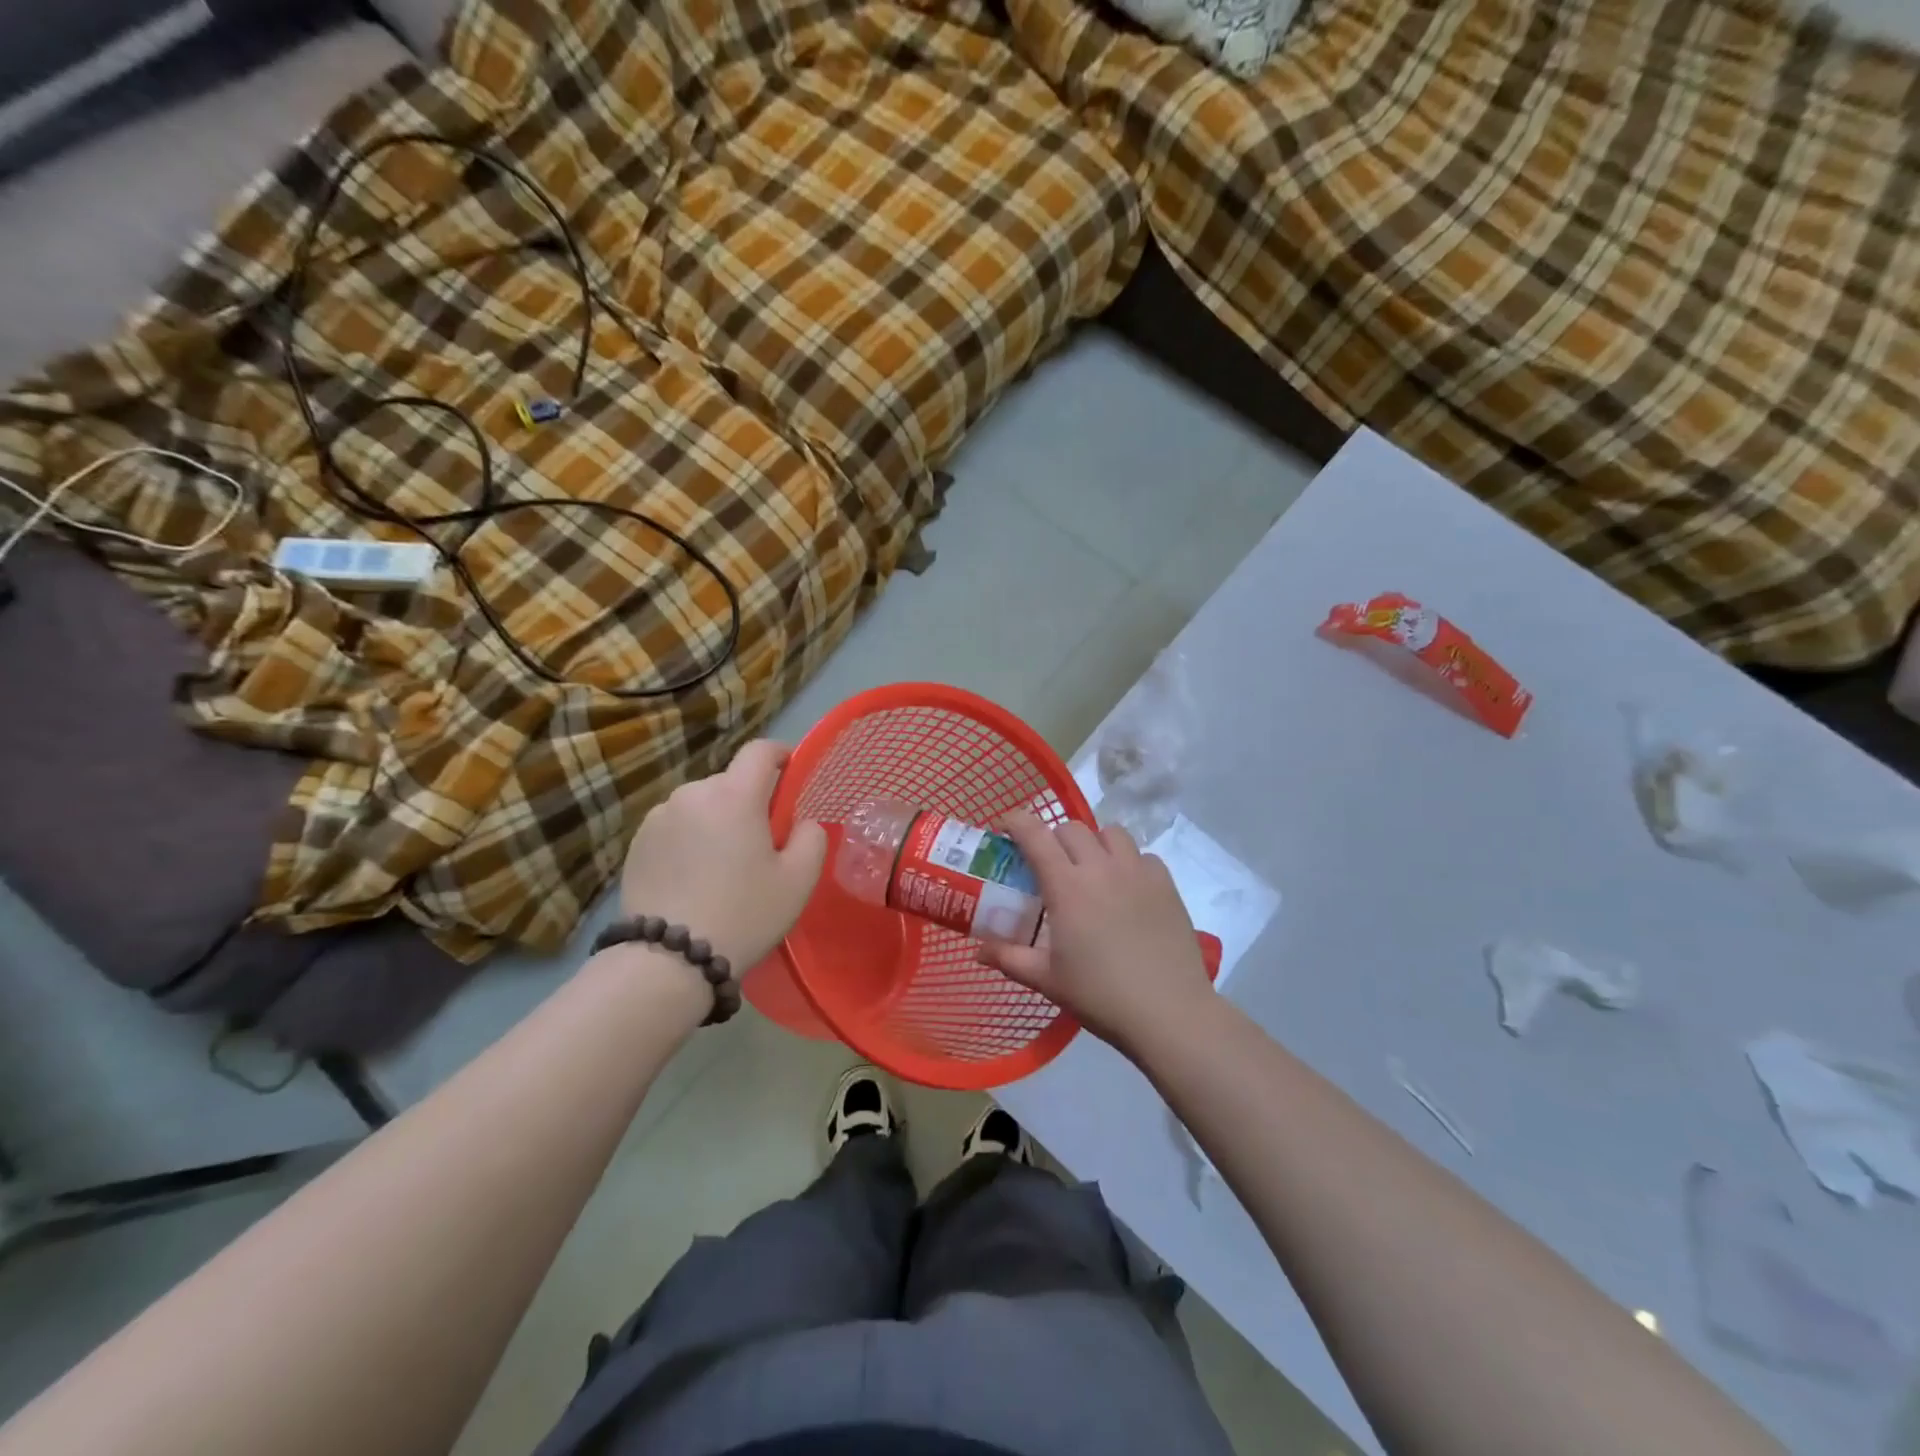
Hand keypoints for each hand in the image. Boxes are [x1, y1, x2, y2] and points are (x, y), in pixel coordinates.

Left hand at [618, 740, 826, 971]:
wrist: (667, 960)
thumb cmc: (744, 914)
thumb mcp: (798, 880)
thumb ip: (811, 838)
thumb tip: (802, 823)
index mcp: (734, 795)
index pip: (760, 751)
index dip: (781, 754)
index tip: (791, 773)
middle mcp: (693, 793)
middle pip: (730, 782)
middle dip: (750, 800)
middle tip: (763, 841)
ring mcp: (659, 817)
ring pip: (701, 805)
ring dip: (717, 820)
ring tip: (723, 864)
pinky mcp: (637, 842)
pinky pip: (676, 826)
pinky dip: (690, 839)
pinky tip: (694, 877)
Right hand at [977, 812, 1213, 1059]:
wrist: (1169, 1012)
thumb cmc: (1100, 995)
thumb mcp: (1047, 979)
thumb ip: (1009, 958)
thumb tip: (978, 951)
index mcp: (1067, 886)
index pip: (1035, 834)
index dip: (1016, 821)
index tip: (1006, 826)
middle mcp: (1101, 868)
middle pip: (1072, 828)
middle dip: (1054, 837)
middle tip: (1050, 865)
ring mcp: (1138, 872)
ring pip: (1111, 833)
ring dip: (1094, 843)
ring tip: (1092, 870)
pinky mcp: (1166, 884)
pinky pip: (1143, 855)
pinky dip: (1129, 862)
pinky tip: (1127, 889)